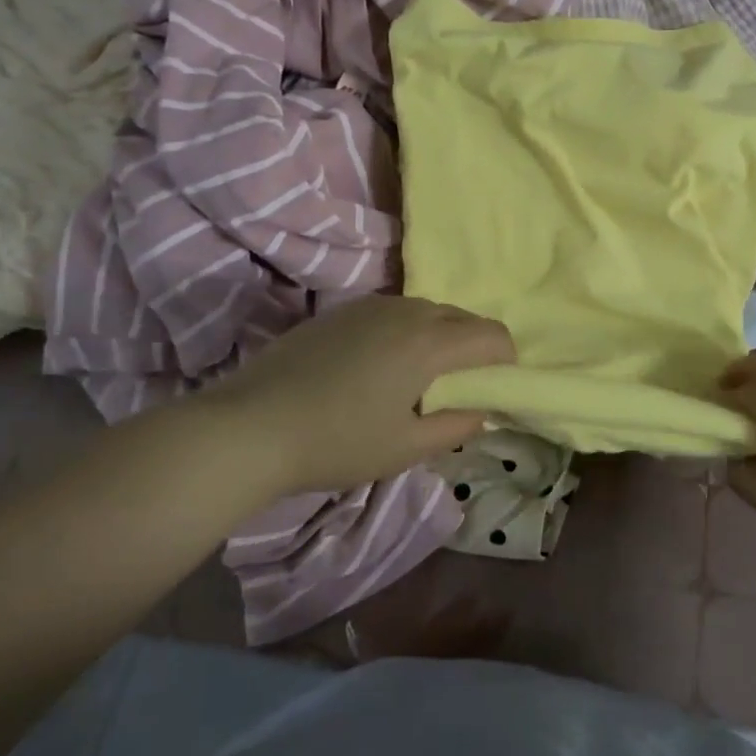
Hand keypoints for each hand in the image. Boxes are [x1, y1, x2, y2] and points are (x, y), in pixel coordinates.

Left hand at [181, 294, 514, 497]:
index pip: (490, 334)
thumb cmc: (337, 442)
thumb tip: (479, 412)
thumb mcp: (405, 448)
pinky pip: (393, 312)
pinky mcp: (340, 311)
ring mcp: (369, 306)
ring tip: (425, 374)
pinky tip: (384, 364)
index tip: (501, 384)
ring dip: (441, 334)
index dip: (506, 356)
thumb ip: (454, 427)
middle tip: (467, 382)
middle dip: (476, 343)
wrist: (250, 426)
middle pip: (461, 316)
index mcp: (429, 343)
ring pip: (426, 310)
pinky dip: (408, 330)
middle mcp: (405, 312)